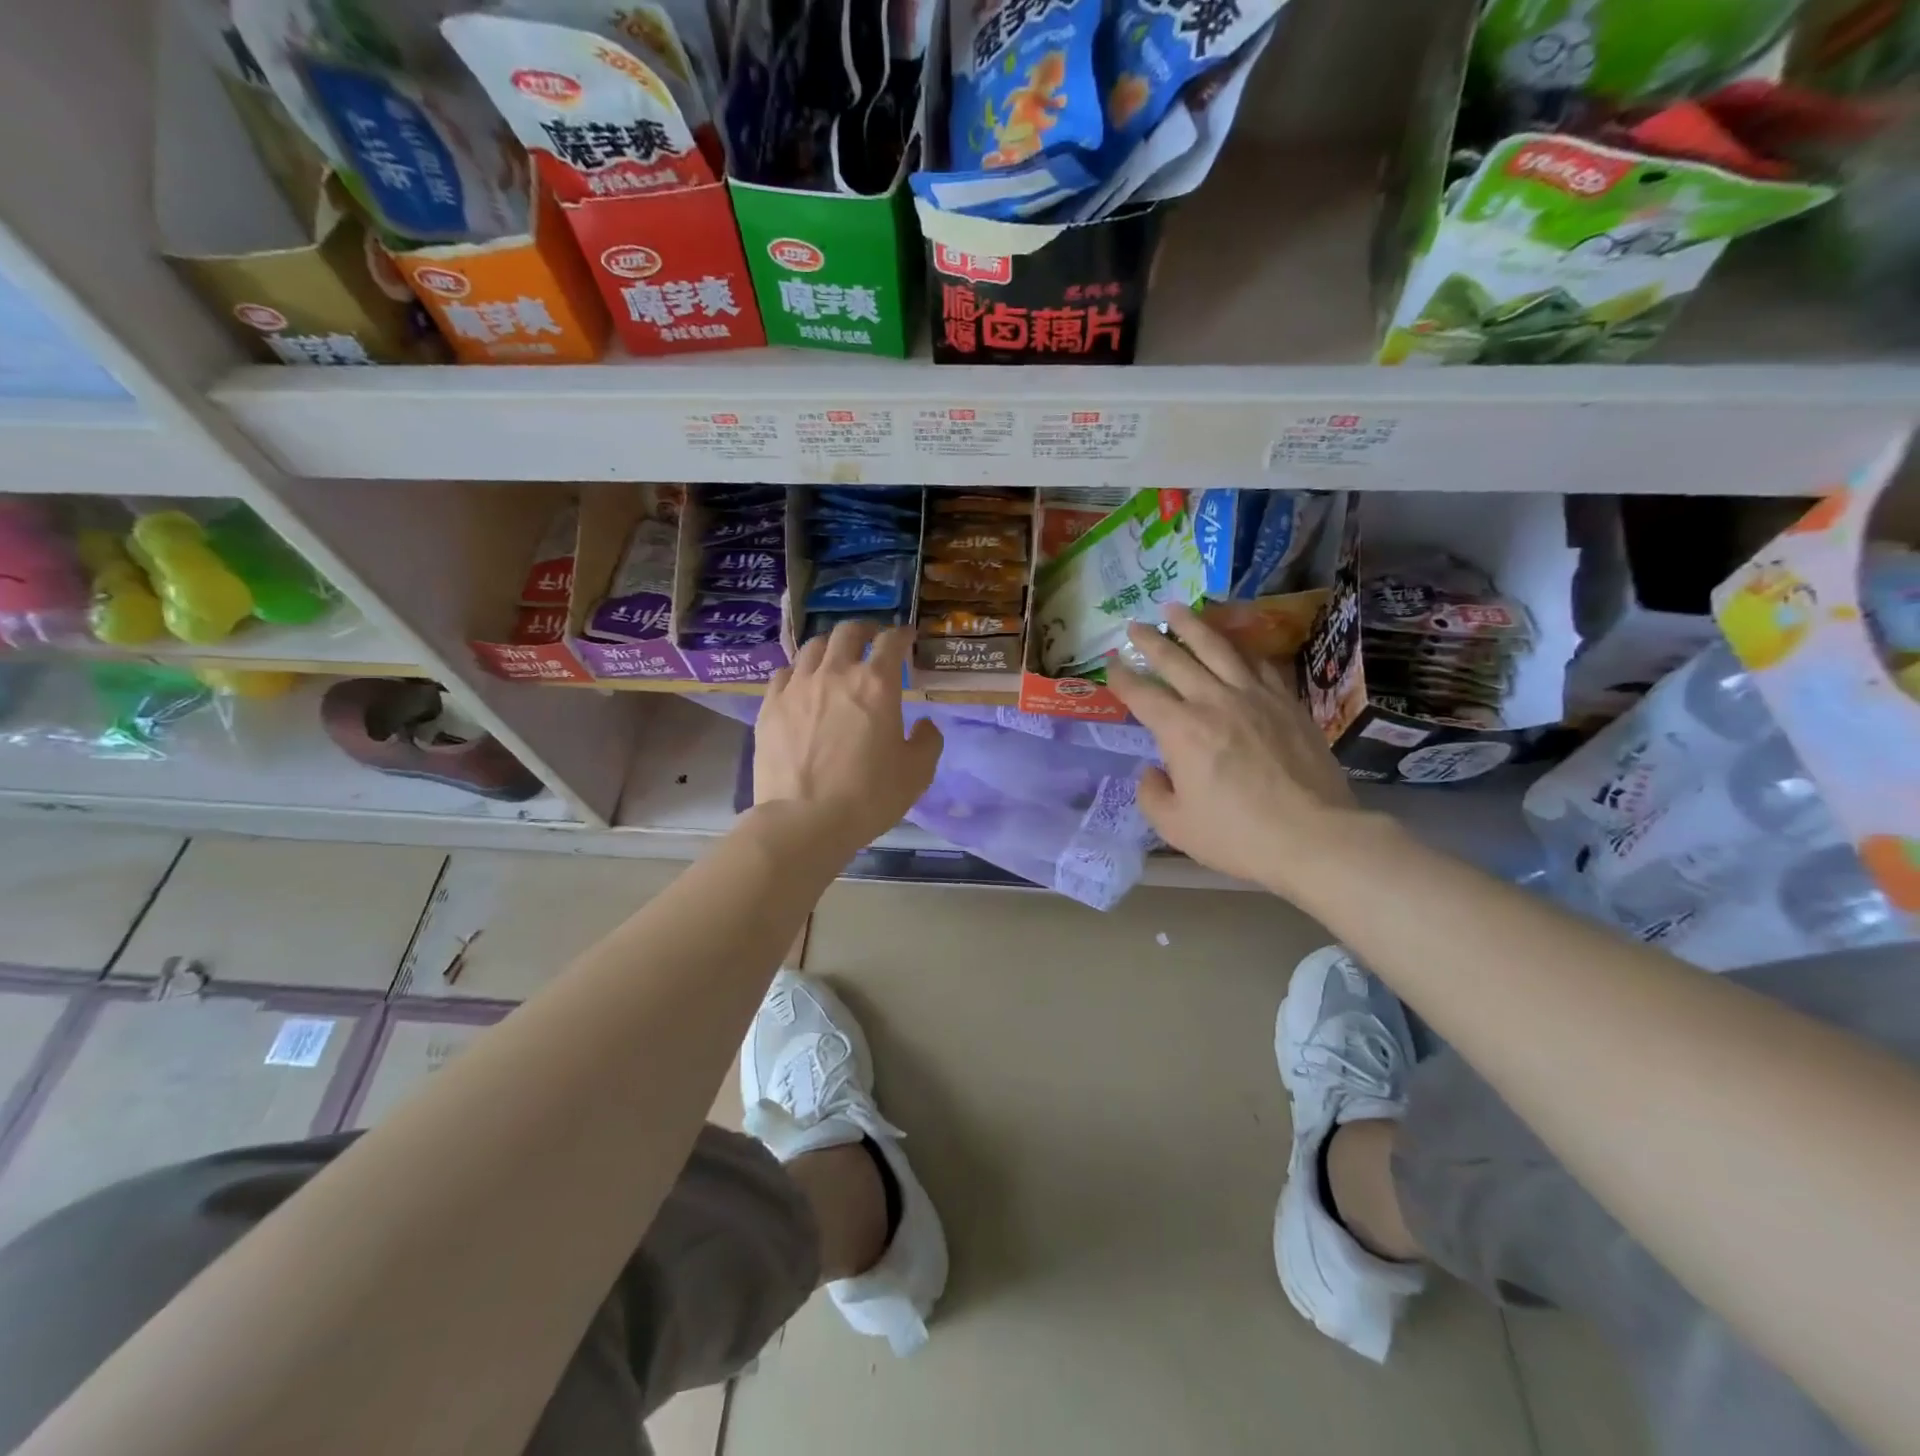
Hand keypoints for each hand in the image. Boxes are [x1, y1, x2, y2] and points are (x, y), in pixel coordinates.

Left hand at [755, 621, 943, 852]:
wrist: (804, 820)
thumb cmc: (869, 796)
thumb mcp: (917, 773)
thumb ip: (928, 741)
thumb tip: (924, 725)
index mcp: (877, 684)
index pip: (891, 642)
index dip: (903, 634)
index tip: (907, 637)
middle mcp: (836, 673)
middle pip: (848, 632)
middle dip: (865, 630)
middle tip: (871, 638)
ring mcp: (798, 686)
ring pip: (812, 647)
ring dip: (830, 645)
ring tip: (835, 656)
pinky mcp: (770, 705)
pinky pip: (784, 672)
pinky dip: (798, 670)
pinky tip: (801, 683)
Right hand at [1108, 605, 1385, 898]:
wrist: (1313, 836)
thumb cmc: (1237, 836)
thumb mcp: (1175, 827)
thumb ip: (1152, 794)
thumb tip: (1154, 771)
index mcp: (1181, 730)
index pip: (1142, 693)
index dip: (1121, 676)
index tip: (1111, 662)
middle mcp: (1214, 701)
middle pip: (1176, 659)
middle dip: (1150, 640)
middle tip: (1134, 624)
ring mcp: (1255, 696)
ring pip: (1219, 648)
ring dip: (1193, 626)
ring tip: (1177, 609)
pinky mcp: (1287, 702)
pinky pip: (1260, 664)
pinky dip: (1242, 649)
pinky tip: (1235, 645)